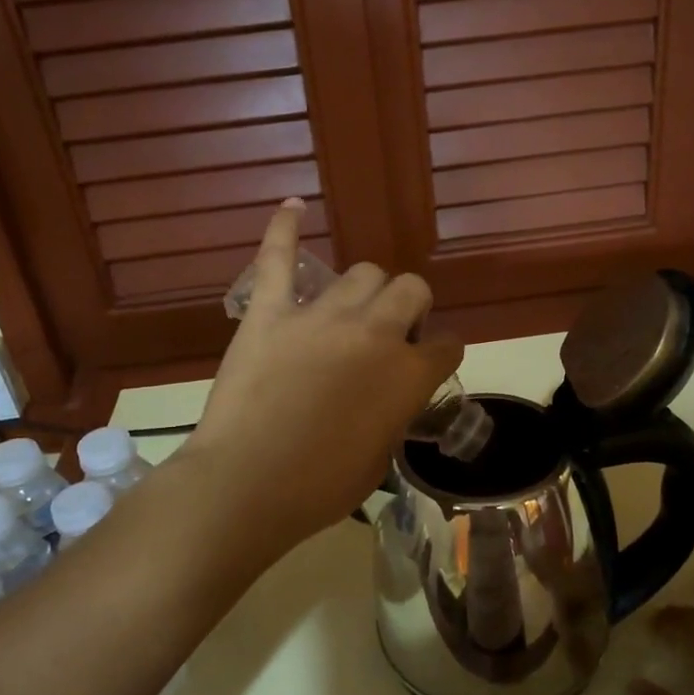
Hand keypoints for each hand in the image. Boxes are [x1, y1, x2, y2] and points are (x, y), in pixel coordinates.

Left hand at [183, 201, 462, 555]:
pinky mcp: (269, 313)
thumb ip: (392, 415)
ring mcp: (320, 317)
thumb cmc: (318, 488)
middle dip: (409, 308)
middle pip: (410, 289)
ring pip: (361, 272)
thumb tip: (387, 399)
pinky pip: (276, 258)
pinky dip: (283, 229)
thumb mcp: (378, 460)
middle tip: (388, 334)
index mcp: (408, 375)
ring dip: (365, 291)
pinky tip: (292, 206)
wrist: (246, 485)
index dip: (440, 353)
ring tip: (349, 311)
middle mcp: (375, 333)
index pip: (447, 345)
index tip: (428, 362)